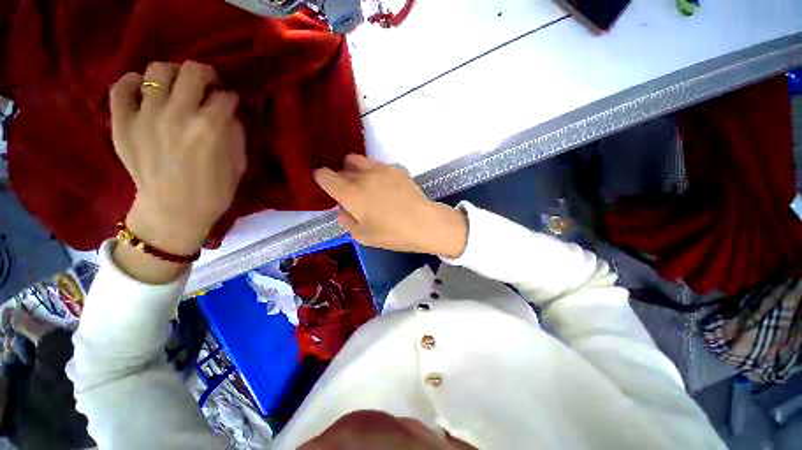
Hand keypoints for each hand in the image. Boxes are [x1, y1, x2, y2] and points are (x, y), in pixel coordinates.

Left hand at [111, 61, 245, 256]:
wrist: (173, 212)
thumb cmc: (213, 191)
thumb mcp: (239, 164)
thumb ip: (236, 134)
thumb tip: (228, 112)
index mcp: (210, 128)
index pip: (225, 96)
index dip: (231, 99)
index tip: (230, 105)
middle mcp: (176, 114)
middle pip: (192, 71)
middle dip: (206, 76)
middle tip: (207, 88)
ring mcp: (145, 116)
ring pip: (158, 71)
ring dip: (173, 76)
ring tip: (177, 90)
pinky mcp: (122, 123)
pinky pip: (121, 87)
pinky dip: (133, 83)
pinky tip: (144, 92)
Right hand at [314, 155, 467, 257]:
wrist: (424, 223)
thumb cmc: (392, 233)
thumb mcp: (363, 236)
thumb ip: (346, 221)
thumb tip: (342, 209)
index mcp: (350, 193)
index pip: (324, 175)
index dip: (321, 178)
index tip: (326, 186)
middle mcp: (363, 175)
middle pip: (342, 167)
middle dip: (342, 177)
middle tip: (351, 192)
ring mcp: (382, 169)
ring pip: (360, 161)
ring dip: (357, 171)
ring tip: (368, 187)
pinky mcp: (397, 168)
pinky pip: (379, 166)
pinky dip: (377, 174)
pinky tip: (389, 188)